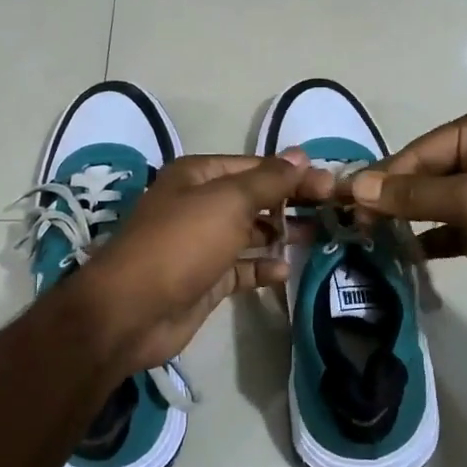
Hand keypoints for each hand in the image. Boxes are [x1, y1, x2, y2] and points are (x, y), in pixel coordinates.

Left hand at [75, 150, 334, 372]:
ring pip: (250, 232)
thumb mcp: (228, 201)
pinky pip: (242, 268)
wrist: (133, 310)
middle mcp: (199, 204)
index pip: (256, 166)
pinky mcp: (206, 280)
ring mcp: (202, 244)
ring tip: (318, 236)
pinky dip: (263, 267)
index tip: (332, 186)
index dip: (294, 174)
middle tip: (333, 211)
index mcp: (199, 176)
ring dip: (281, 233)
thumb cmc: (182, 243)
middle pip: (255, 198)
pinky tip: (285, 270)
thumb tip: (301, 155)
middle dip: (291, 202)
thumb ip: (268, 180)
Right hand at [349, 106, 466, 308]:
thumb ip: (412, 195)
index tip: (343, 204)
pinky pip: (450, 228)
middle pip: (421, 176)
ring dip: (405, 222)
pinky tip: (402, 255)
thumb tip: (357, 187)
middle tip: (352, 228)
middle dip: (389, 201)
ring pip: (433, 204)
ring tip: (367, 241)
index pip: (416, 153)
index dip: (379, 179)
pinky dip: (429, 241)